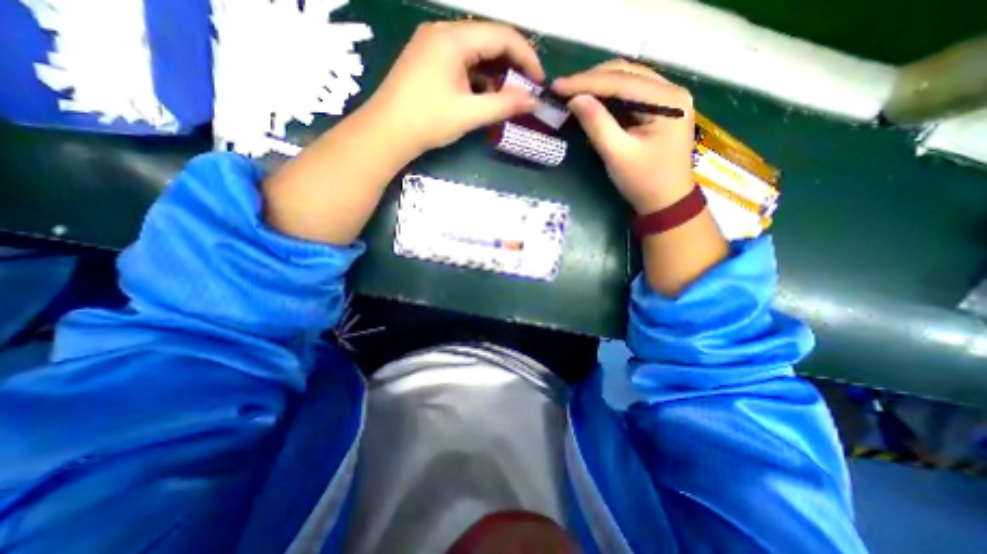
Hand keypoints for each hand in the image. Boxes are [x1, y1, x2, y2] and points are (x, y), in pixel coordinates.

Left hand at [363, 19, 546, 154]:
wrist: (386, 133)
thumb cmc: (428, 121)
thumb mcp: (470, 114)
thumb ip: (504, 105)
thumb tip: (533, 101)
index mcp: (454, 38)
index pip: (502, 35)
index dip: (527, 56)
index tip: (540, 81)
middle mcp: (442, 33)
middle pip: (489, 40)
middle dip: (512, 65)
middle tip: (526, 90)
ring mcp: (432, 45)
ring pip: (475, 52)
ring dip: (495, 72)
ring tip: (508, 96)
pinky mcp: (427, 60)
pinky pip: (461, 61)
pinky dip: (478, 76)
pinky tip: (485, 94)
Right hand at [551, 60, 696, 212]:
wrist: (666, 202)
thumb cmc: (644, 181)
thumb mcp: (617, 155)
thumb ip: (597, 124)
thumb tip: (575, 99)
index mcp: (667, 99)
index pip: (621, 80)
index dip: (585, 82)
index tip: (557, 86)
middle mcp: (670, 90)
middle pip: (626, 73)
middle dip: (591, 80)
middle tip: (562, 89)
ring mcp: (666, 98)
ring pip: (627, 80)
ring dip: (598, 86)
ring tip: (572, 93)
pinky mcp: (658, 109)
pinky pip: (629, 95)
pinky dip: (607, 97)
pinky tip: (591, 102)